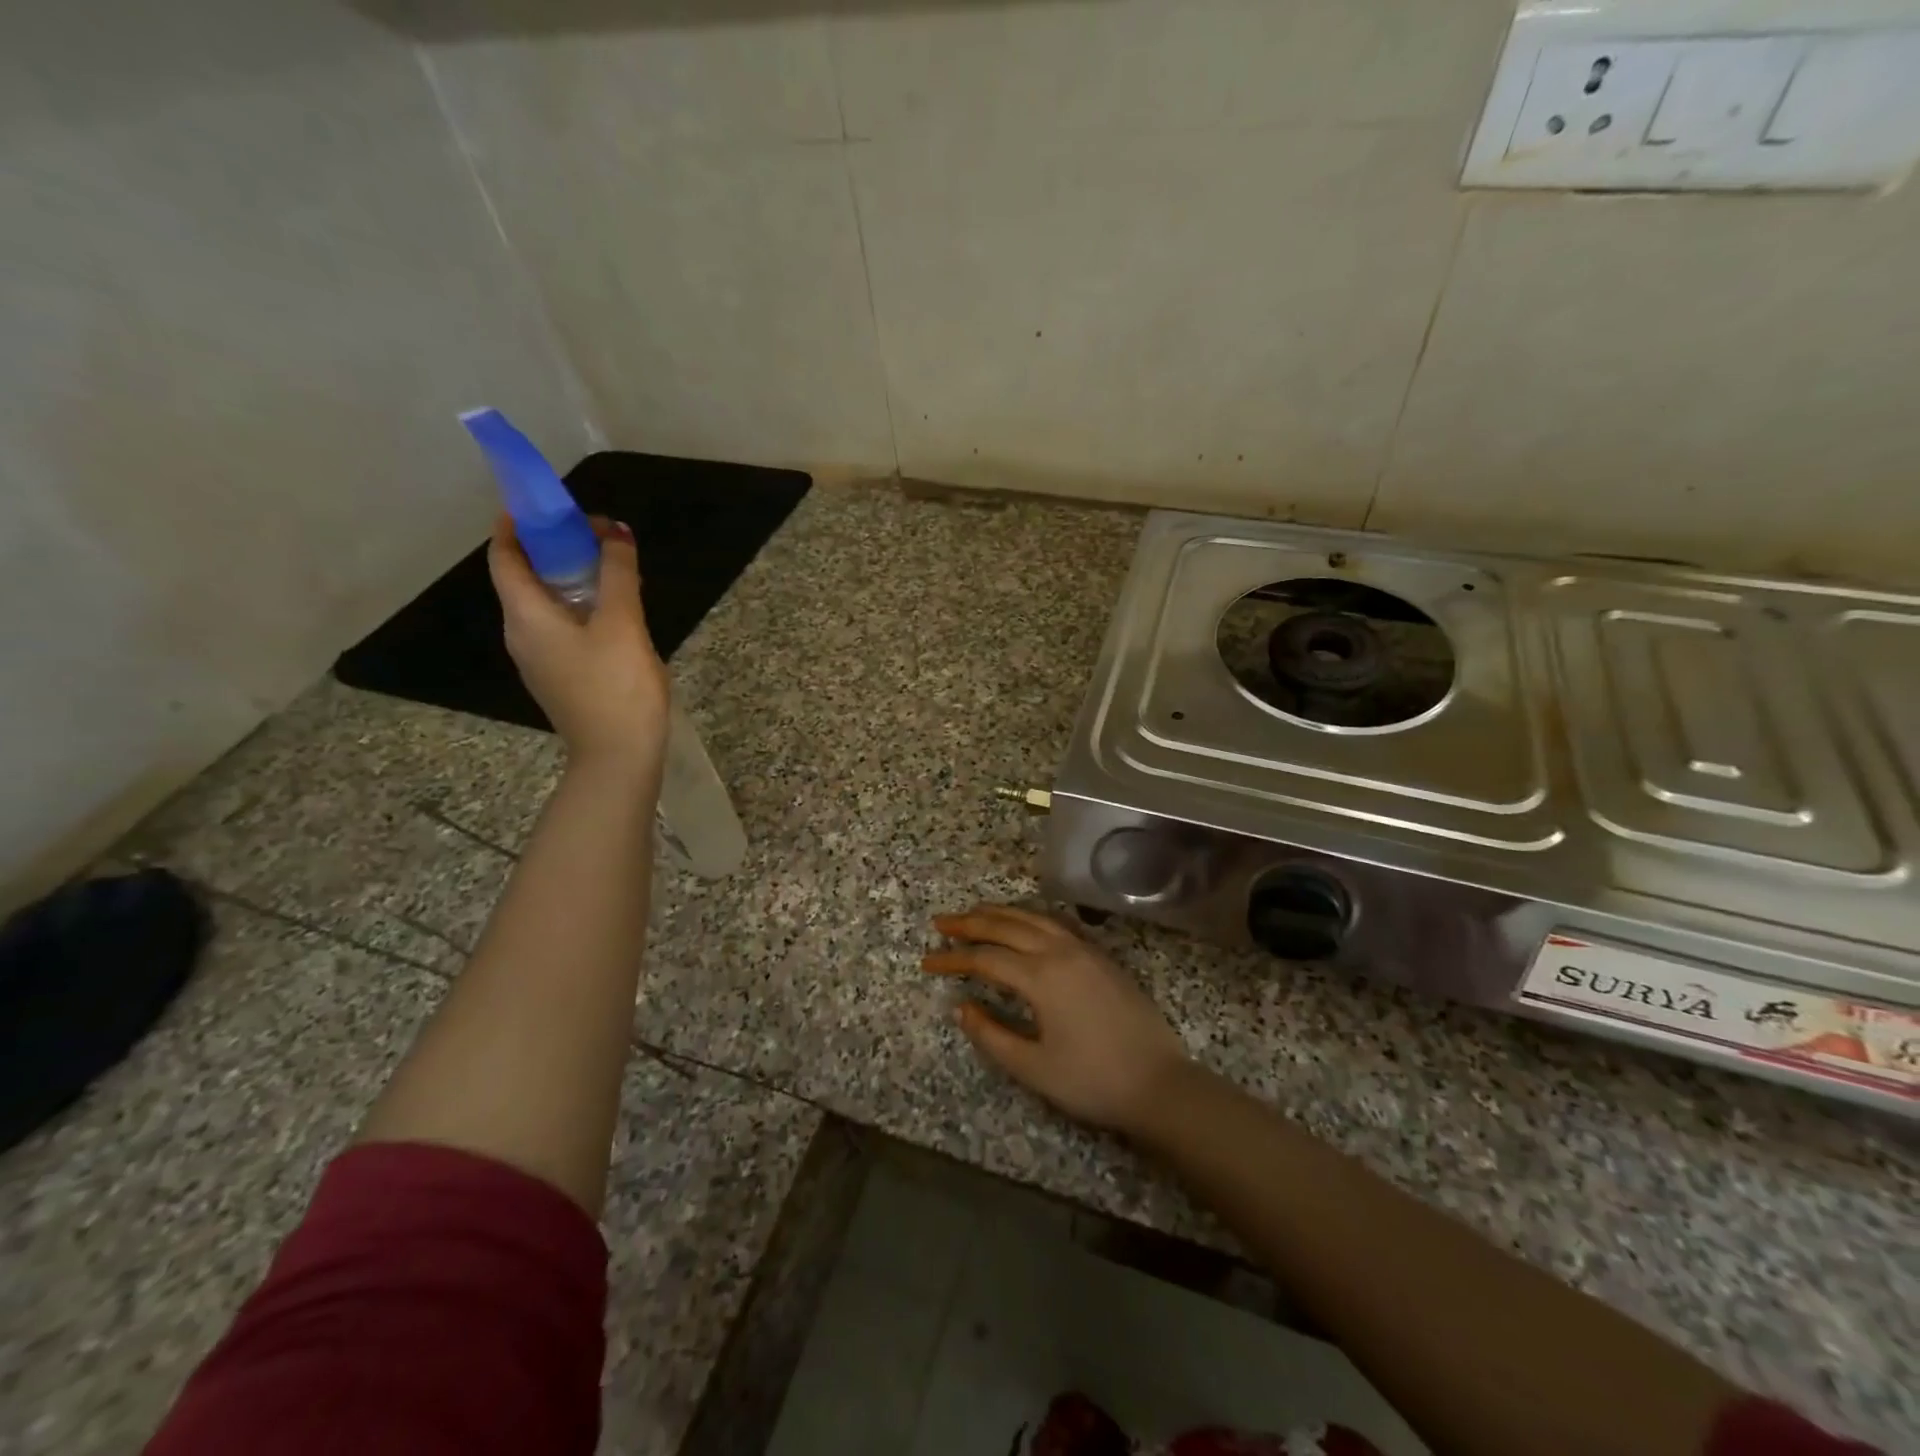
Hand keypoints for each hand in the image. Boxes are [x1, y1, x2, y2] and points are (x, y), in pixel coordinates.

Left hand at [487, 514, 670, 775]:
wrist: (618, 756)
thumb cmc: (616, 687)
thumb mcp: (623, 623)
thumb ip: (618, 574)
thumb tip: (615, 531)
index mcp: (526, 616)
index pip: (506, 557)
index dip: (516, 525)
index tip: (542, 504)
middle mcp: (522, 635)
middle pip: (526, 578)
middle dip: (554, 549)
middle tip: (594, 534)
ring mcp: (540, 660)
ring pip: (546, 605)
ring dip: (572, 579)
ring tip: (611, 568)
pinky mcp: (561, 678)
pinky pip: (561, 628)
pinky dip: (580, 607)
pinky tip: (616, 612)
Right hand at [924, 904, 1188, 1134]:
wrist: (1159, 1084)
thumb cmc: (1093, 1080)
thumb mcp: (1033, 1068)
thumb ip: (991, 1035)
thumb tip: (960, 1007)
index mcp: (1041, 976)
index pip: (986, 958)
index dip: (953, 959)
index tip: (926, 961)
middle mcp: (1061, 951)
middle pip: (1007, 926)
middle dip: (970, 923)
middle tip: (941, 922)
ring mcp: (1085, 950)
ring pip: (1034, 917)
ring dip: (1001, 913)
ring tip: (975, 913)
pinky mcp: (1101, 957)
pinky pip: (1057, 923)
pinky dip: (1031, 916)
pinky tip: (1024, 922)